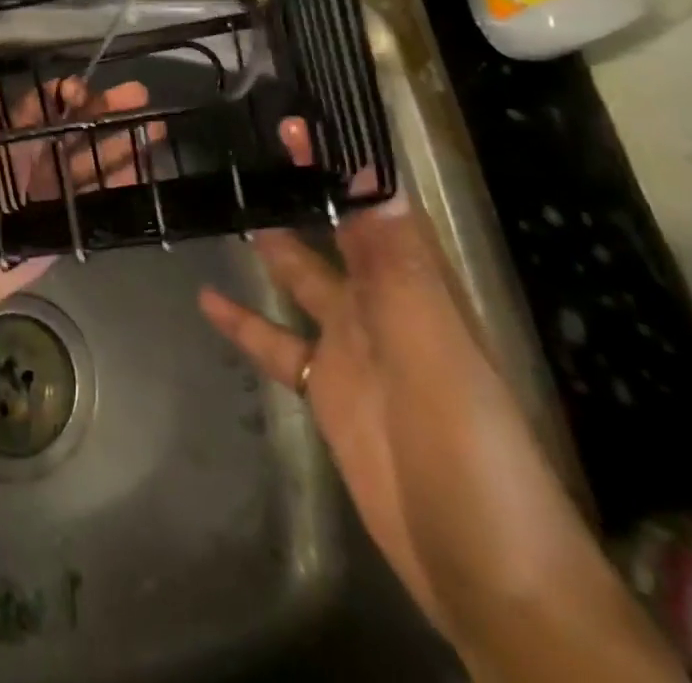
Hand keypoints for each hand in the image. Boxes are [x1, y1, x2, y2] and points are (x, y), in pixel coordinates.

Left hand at [0, 75, 159, 435]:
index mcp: (12, 140)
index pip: (43, 107)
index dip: (65, 94)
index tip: (85, 89)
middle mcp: (37, 158)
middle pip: (77, 127)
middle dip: (107, 110)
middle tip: (140, 95)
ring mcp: (55, 187)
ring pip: (94, 157)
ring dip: (123, 141)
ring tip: (155, 125)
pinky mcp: (69, 215)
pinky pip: (99, 192)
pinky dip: (122, 179)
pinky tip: (145, 166)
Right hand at [198, 119, 682, 682]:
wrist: (484, 571)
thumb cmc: (469, 448)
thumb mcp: (434, 349)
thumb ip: (398, 264)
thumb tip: (374, 173)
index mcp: (414, 284)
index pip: (373, 201)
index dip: (338, 159)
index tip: (294, 121)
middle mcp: (382, 303)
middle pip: (334, 229)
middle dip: (299, 188)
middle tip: (245, 147)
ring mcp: (349, 347)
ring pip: (301, 277)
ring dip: (268, 243)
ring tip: (220, 202)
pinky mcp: (323, 389)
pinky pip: (275, 343)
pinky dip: (244, 321)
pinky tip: (207, 300)